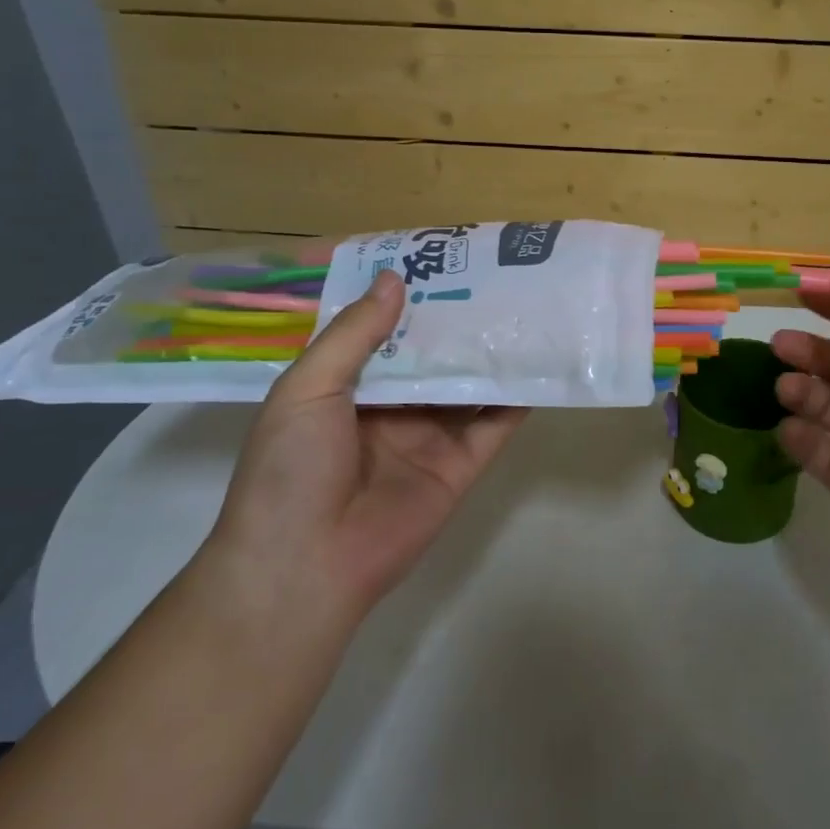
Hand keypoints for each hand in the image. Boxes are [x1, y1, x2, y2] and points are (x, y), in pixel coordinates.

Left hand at [202, 270, 527, 623]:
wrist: (306, 566)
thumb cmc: (292, 468)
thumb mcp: (306, 389)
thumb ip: (353, 335)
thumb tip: (394, 279)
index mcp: (346, 388)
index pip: (384, 333)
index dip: (409, 300)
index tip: (441, 262)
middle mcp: (391, 408)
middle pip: (432, 356)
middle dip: (457, 321)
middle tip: (496, 277)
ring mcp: (428, 438)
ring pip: (467, 385)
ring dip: (491, 353)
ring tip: (525, 309)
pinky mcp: (460, 467)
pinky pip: (493, 426)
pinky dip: (515, 398)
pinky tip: (538, 363)